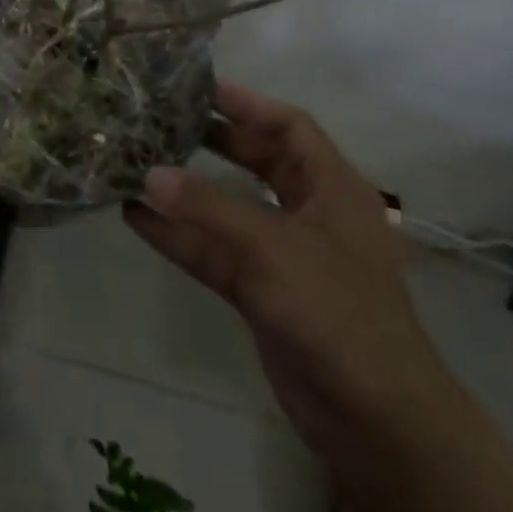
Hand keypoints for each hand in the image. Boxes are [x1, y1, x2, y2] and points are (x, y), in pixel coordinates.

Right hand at [124, 81, 452, 492]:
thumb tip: (148, 174)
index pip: (290, 126)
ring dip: (186, 191)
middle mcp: (309, 212)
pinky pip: (214, 251)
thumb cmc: (339, 312)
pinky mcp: (261, 292)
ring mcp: (283, 254)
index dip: (248, 103)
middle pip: (257, 161)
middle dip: (213, 141)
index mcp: (333, 187)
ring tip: (136, 162)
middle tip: (162, 120)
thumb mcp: (274, 249)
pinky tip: (136, 216)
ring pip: (228, 208)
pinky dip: (179, 235)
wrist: (376, 423)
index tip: (199, 88)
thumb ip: (209, 209)